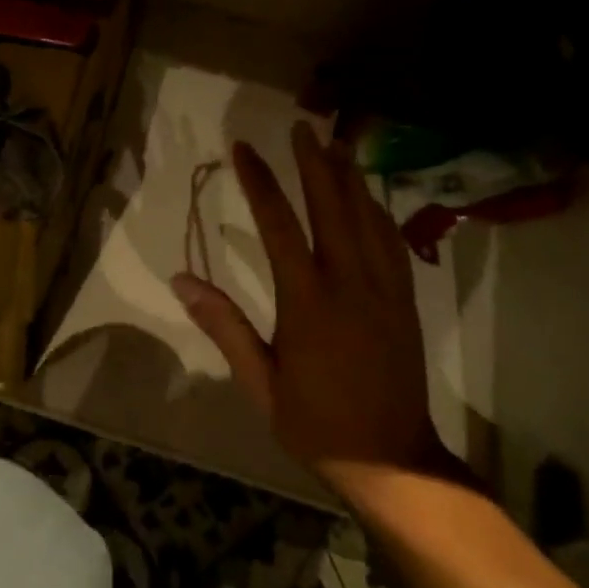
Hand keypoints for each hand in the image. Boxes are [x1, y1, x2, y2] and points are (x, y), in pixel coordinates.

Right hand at [172, 122, 460, 495]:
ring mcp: (385, 290)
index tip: (244, 149)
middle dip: (314, 164)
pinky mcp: (406, 301)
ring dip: (351, 178)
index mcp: (309, 303)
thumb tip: (182, 281)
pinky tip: (371, 198)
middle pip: (332, 208)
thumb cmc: (316, 424)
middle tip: (301, 128)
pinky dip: (378, 212)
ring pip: (368, 219)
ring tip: (336, 146)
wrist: (391, 459)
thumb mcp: (261, 383)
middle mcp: (350, 284)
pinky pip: (393, 243)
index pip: (279, 226)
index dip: (260, 182)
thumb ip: (226, 328)